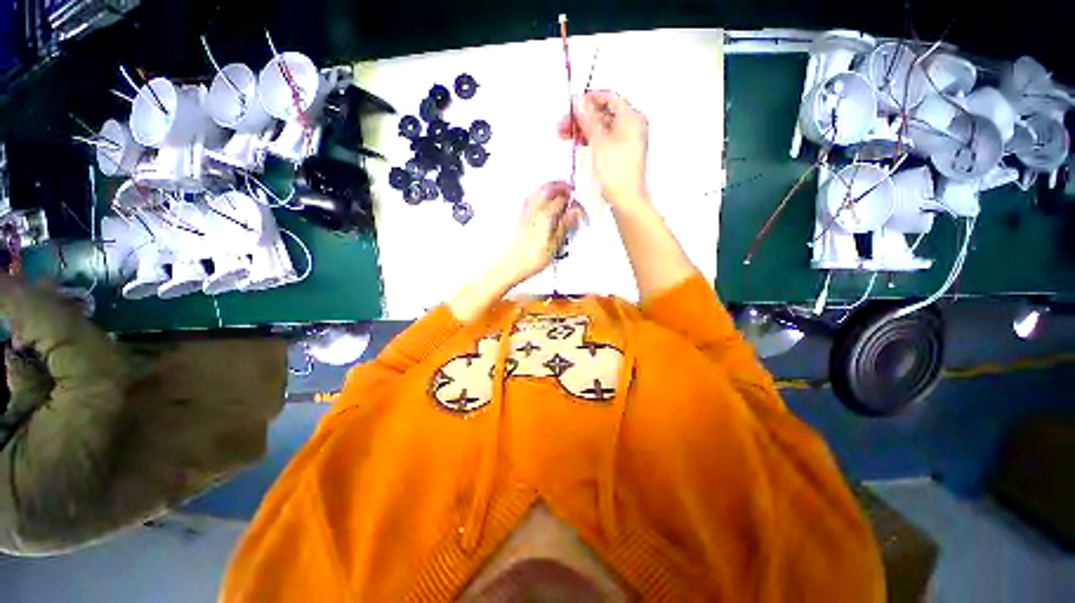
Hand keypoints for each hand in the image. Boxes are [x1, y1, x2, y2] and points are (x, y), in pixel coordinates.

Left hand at [501, 181, 584, 282]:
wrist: (512, 265)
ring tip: (558, 193)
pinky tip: (543, 201)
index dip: (574, 202)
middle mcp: (533, 209)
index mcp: (544, 214)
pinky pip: (531, 197)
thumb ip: (565, 225)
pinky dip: (540, 194)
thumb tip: (574, 212)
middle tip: (571, 192)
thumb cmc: (531, 258)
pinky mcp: (519, 216)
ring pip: (539, 190)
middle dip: (562, 187)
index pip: (563, 199)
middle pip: (549, 188)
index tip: (579, 210)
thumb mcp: (555, 244)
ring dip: (550, 188)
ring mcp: (524, 211)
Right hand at [559, 91, 649, 207]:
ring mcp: (627, 142)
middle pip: (604, 113)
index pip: (609, 98)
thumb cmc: (617, 173)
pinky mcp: (621, 155)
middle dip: (582, 118)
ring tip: (567, 136)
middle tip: (565, 124)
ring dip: (584, 130)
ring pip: (602, 128)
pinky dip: (591, 141)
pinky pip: (604, 141)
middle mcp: (632, 127)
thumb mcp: (599, 142)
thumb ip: (588, 119)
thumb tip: (579, 102)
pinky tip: (579, 145)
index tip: (573, 105)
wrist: (626, 199)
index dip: (589, 99)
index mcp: (631, 118)